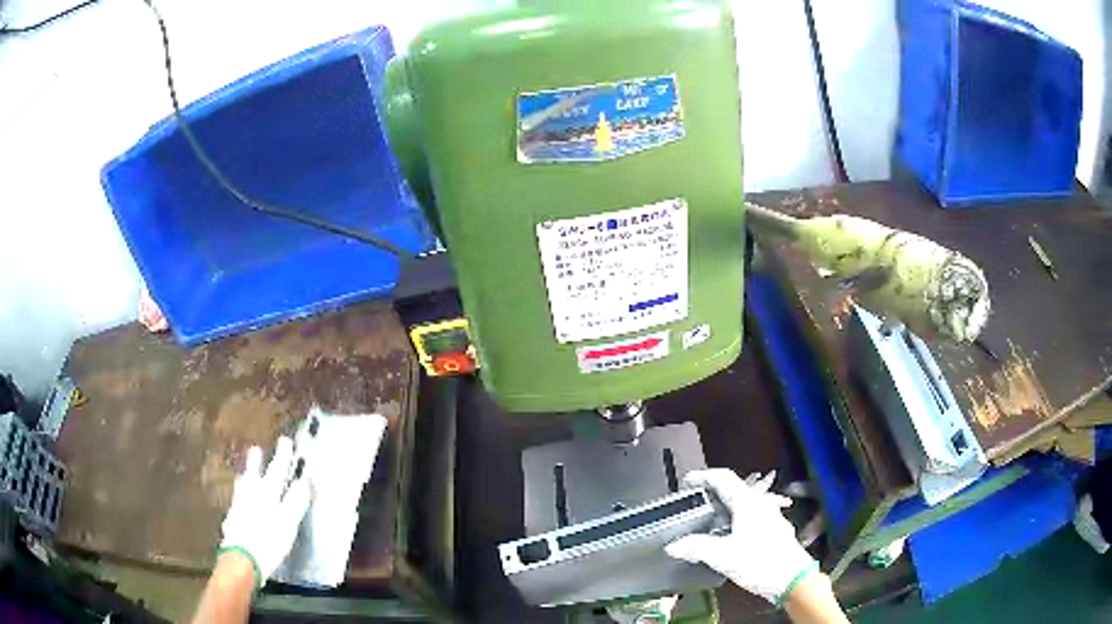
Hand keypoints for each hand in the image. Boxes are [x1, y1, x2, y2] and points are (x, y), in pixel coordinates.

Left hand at [219, 436, 309, 587]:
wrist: (242, 560)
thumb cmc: (268, 541)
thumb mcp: (288, 523)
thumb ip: (295, 502)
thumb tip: (302, 482)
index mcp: (266, 493)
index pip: (277, 470)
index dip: (283, 456)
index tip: (286, 441)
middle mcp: (250, 494)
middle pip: (253, 473)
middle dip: (256, 462)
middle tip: (257, 449)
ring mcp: (238, 506)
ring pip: (242, 486)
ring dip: (245, 478)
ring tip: (245, 474)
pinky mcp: (232, 521)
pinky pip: (237, 502)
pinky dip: (240, 497)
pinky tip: (240, 502)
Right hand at [665, 469, 816, 604]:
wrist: (792, 579)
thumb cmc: (759, 562)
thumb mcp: (723, 556)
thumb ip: (696, 548)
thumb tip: (672, 546)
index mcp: (748, 503)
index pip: (724, 478)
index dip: (703, 476)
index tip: (686, 482)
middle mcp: (760, 505)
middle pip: (734, 490)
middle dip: (712, 493)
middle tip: (693, 503)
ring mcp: (770, 517)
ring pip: (743, 505)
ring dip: (724, 508)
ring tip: (706, 521)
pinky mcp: (774, 531)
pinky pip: (750, 518)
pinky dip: (734, 521)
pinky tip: (727, 538)